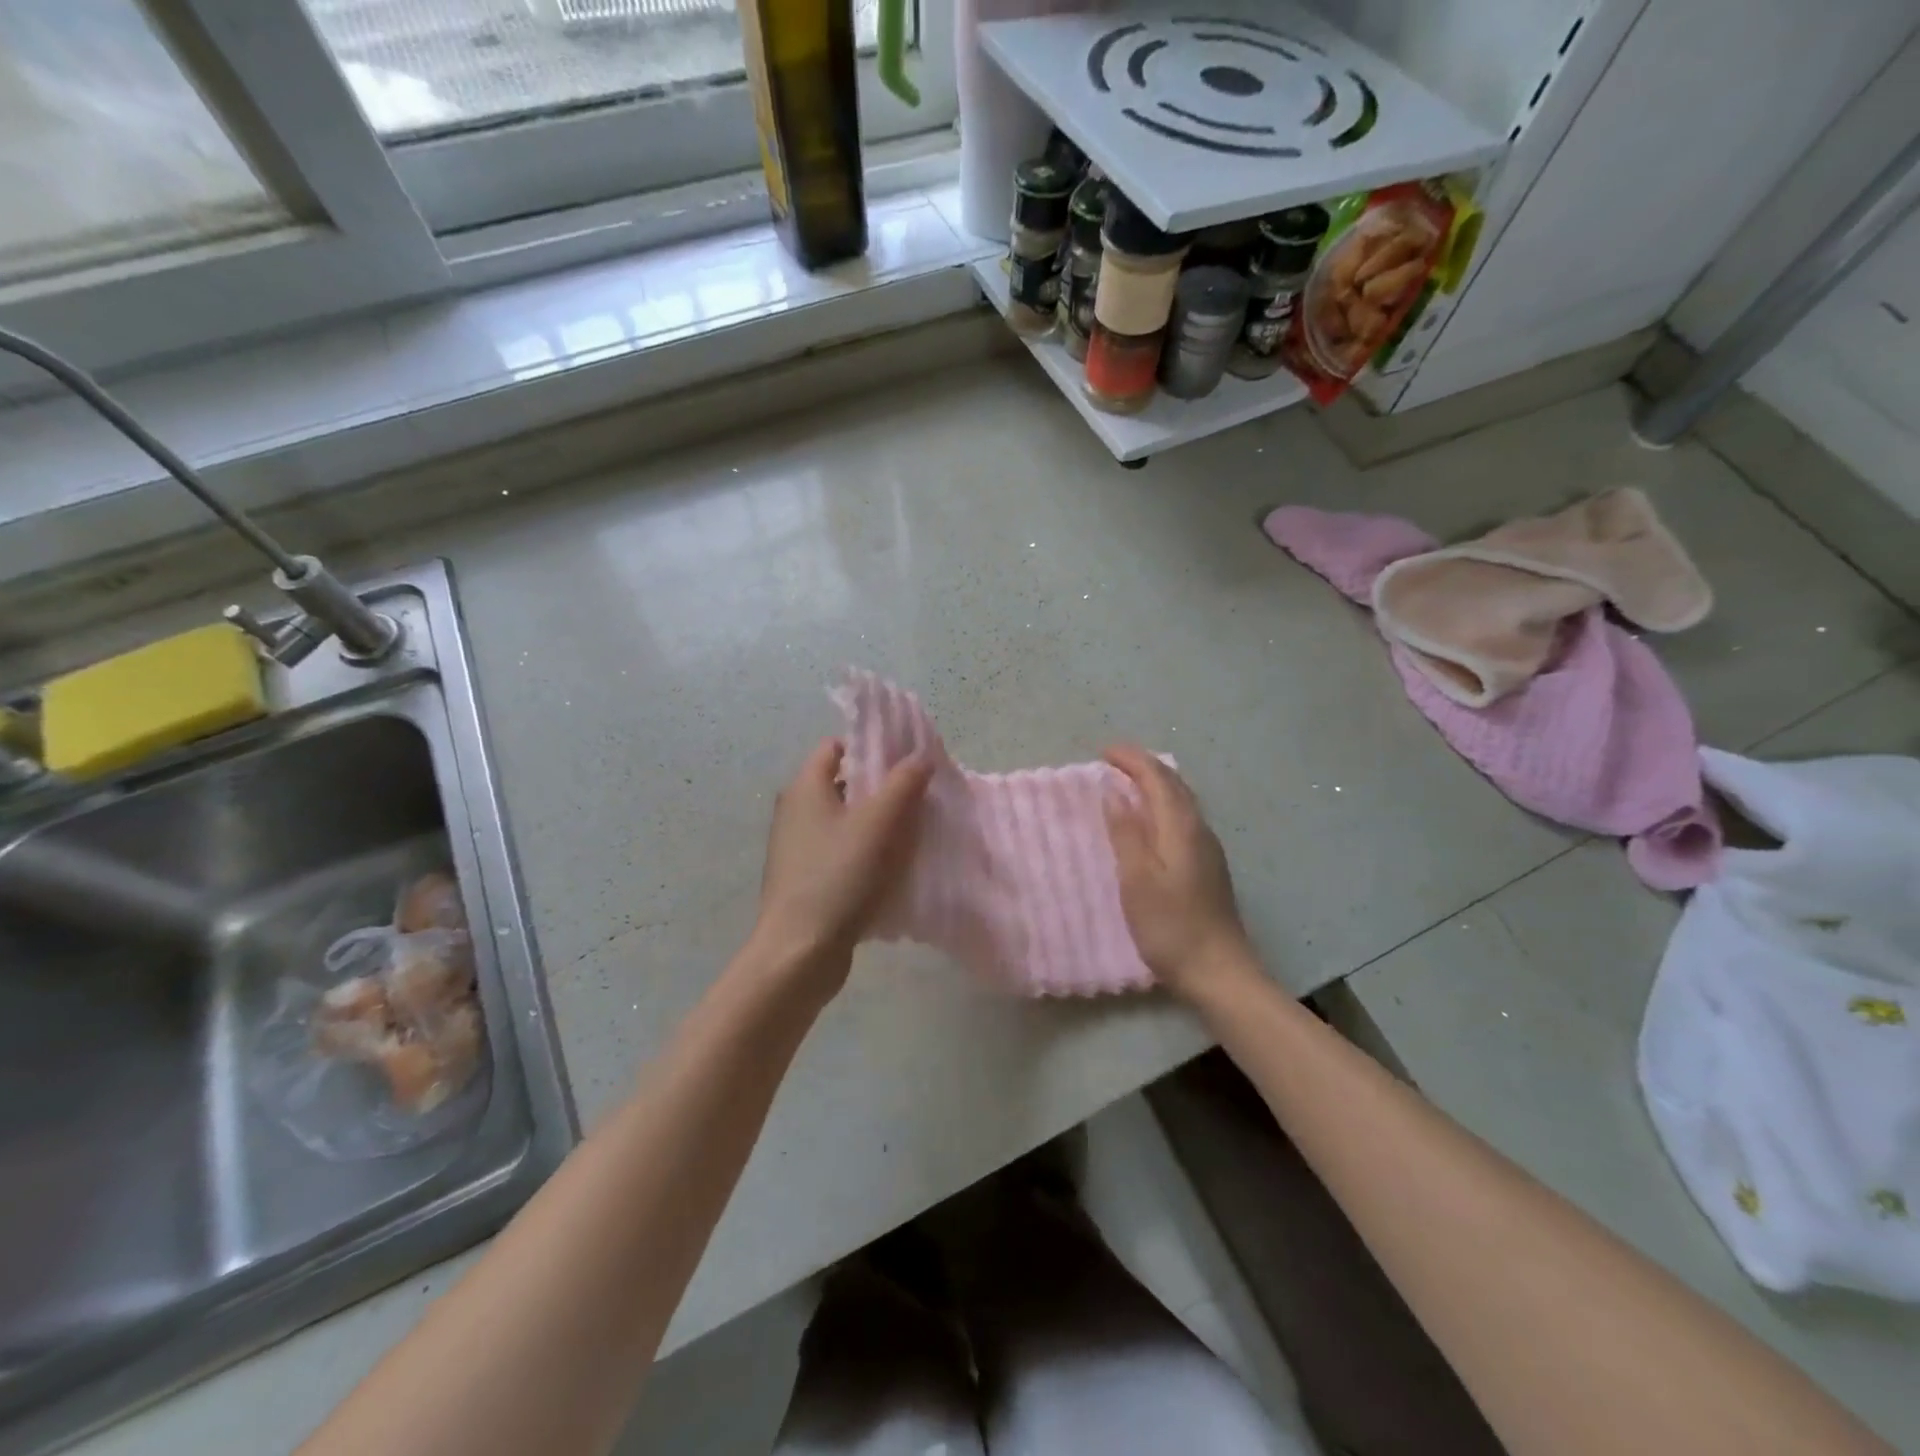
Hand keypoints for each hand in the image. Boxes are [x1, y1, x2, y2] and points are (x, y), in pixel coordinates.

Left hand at [754, 738, 933, 991]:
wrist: (800, 952)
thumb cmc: (838, 877)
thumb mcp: (879, 823)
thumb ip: (903, 783)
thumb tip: (920, 756)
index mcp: (805, 787)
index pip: (837, 747)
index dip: (872, 747)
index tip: (907, 760)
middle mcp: (796, 811)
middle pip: (844, 784)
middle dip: (882, 787)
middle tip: (920, 796)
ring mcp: (798, 848)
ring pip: (846, 821)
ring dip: (878, 823)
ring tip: (915, 832)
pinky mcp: (806, 880)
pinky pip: (842, 853)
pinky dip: (866, 853)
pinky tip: (893, 869)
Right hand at [1102, 746, 1254, 998]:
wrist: (1219, 972)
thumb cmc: (1171, 927)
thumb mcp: (1137, 880)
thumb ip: (1125, 833)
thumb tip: (1114, 793)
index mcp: (1182, 828)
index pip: (1158, 778)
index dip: (1131, 760)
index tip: (1103, 752)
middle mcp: (1200, 831)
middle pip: (1174, 784)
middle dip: (1143, 766)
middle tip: (1112, 761)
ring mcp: (1207, 850)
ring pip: (1180, 801)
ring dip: (1154, 784)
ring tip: (1126, 783)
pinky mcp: (1207, 867)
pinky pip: (1182, 819)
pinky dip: (1161, 805)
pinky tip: (1148, 822)